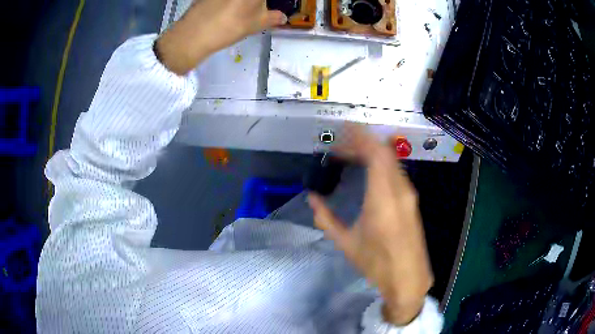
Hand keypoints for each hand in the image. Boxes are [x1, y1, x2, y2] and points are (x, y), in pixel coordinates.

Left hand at [155, 0, 286, 74]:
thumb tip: (283, 17)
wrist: (194, 35)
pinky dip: (226, 3)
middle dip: (255, 3)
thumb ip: (274, 17)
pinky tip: (223, 10)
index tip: (263, 8)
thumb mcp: (258, 24)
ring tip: (238, 11)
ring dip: (240, 4)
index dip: (264, 3)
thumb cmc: (231, 26)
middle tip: (255, 8)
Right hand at [308, 123, 433, 325]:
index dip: (360, 137)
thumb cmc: (377, 264)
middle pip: (384, 152)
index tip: (344, 129)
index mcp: (383, 201)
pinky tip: (369, 168)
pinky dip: (381, 162)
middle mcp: (400, 191)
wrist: (409, 278)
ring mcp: (409, 194)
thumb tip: (312, 199)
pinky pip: (396, 171)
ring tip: (351, 154)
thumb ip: (326, 219)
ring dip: (372, 151)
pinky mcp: (412, 199)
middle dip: (362, 141)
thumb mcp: (347, 244)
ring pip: (391, 160)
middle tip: (341, 144)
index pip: (376, 155)